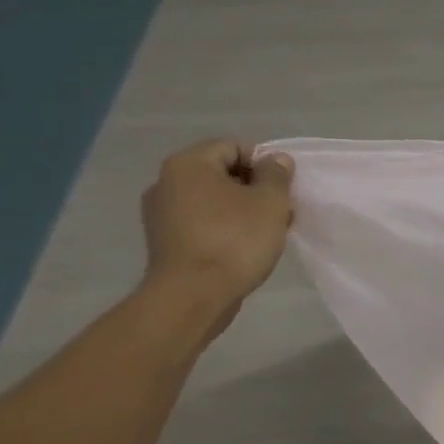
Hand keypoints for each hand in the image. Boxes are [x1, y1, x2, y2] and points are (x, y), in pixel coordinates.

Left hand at [141, 139, 294, 309]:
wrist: (192, 297)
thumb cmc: (235, 240)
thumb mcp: (270, 202)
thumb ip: (276, 174)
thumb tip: (275, 160)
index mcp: (188, 164)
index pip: (235, 146)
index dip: (265, 163)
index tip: (282, 189)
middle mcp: (166, 182)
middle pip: (222, 172)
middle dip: (254, 188)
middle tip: (279, 211)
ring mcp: (161, 213)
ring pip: (213, 199)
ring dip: (242, 209)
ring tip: (266, 233)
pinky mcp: (164, 241)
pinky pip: (201, 222)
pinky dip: (224, 228)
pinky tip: (243, 248)